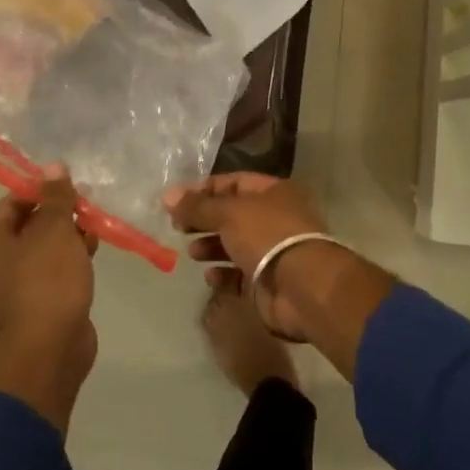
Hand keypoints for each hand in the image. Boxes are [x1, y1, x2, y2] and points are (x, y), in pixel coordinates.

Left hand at [0, 169, 99, 434]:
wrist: (51, 349)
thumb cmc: (47, 280)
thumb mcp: (54, 229)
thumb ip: (55, 196)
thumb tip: (53, 167)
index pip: (10, 203)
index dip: (41, 190)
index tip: (69, 186)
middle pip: (26, 226)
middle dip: (58, 215)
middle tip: (85, 208)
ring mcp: (10, 290)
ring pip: (40, 251)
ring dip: (66, 238)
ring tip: (93, 232)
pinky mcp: (33, 308)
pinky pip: (48, 274)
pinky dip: (67, 262)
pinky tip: (91, 255)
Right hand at [165, 174, 330, 340]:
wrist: (301, 287)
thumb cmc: (267, 236)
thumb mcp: (228, 213)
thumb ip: (197, 206)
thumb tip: (168, 195)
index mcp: (274, 193)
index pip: (233, 183)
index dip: (204, 189)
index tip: (176, 200)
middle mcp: (275, 219)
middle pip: (232, 214)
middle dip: (204, 220)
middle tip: (178, 227)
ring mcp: (272, 252)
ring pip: (235, 245)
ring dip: (211, 246)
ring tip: (193, 252)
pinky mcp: (267, 282)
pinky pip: (239, 275)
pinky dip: (223, 274)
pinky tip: (210, 275)